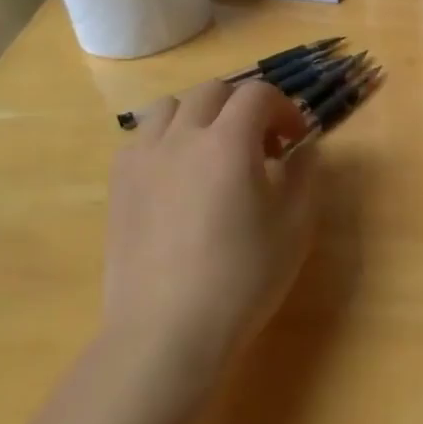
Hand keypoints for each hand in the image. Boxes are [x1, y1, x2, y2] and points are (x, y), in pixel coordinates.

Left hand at [105, 80, 315, 361]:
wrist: (167, 331)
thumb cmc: (242, 278)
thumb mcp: (295, 226)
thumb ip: (304, 174)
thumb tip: (302, 148)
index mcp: (229, 142)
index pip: (258, 93)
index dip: (283, 109)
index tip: (295, 140)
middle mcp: (182, 137)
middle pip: (213, 91)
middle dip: (244, 107)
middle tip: (261, 147)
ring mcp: (143, 158)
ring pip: (171, 107)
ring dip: (200, 116)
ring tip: (213, 152)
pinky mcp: (119, 184)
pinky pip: (141, 137)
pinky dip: (166, 140)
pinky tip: (177, 177)